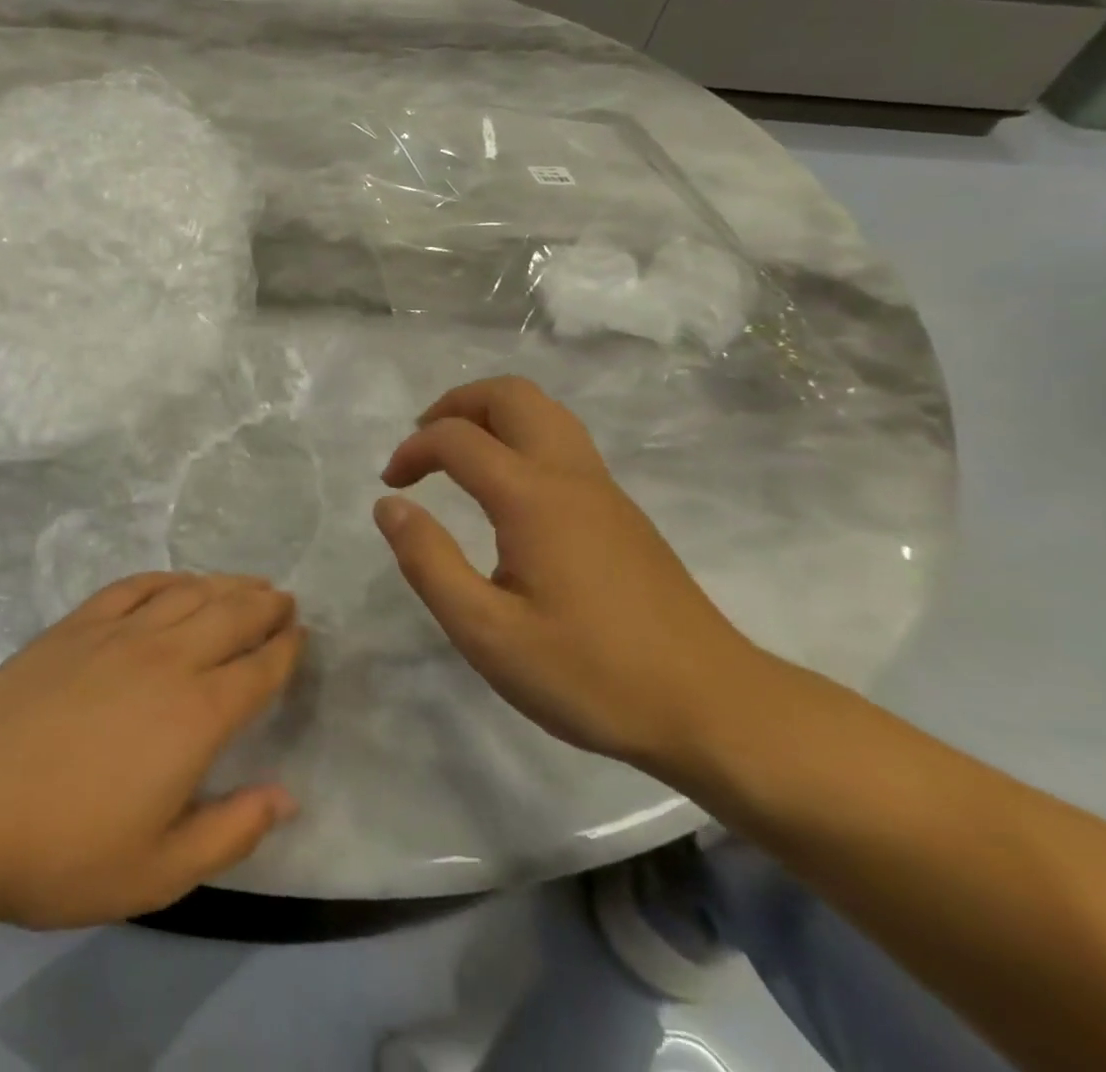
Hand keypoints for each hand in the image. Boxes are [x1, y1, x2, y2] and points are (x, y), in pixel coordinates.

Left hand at [0, 573, 303, 929]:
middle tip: (285, 599)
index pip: (258, 671)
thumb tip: (288, 796)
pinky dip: (166, 578)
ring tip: (247, 583)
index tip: (302, 636)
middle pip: (231, 616)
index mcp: (196, 715)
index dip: (285, 651)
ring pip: (189, 593)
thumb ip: (232, 832)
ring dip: (225, 584)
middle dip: (265, 605)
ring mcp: (120, 633)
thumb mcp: (159, 871)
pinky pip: (135, 585)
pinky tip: (177, 580)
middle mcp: (168, 658)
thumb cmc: (64, 848)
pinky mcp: (79, 624)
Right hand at [373, 376, 765, 769]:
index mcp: (533, 497)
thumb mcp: (487, 633)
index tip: (390, 487)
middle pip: (511, 394)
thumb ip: (429, 562)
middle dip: (456, 404)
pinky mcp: (622, 514)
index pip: (456, 438)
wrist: (715, 710)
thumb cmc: (592, 676)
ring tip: (458, 457)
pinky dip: (519, 439)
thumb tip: (391, 506)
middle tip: (423, 444)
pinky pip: (563, 442)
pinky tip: (505, 495)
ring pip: (544, 412)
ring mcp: (604, 490)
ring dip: (491, 416)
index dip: (412, 449)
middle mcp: (570, 475)